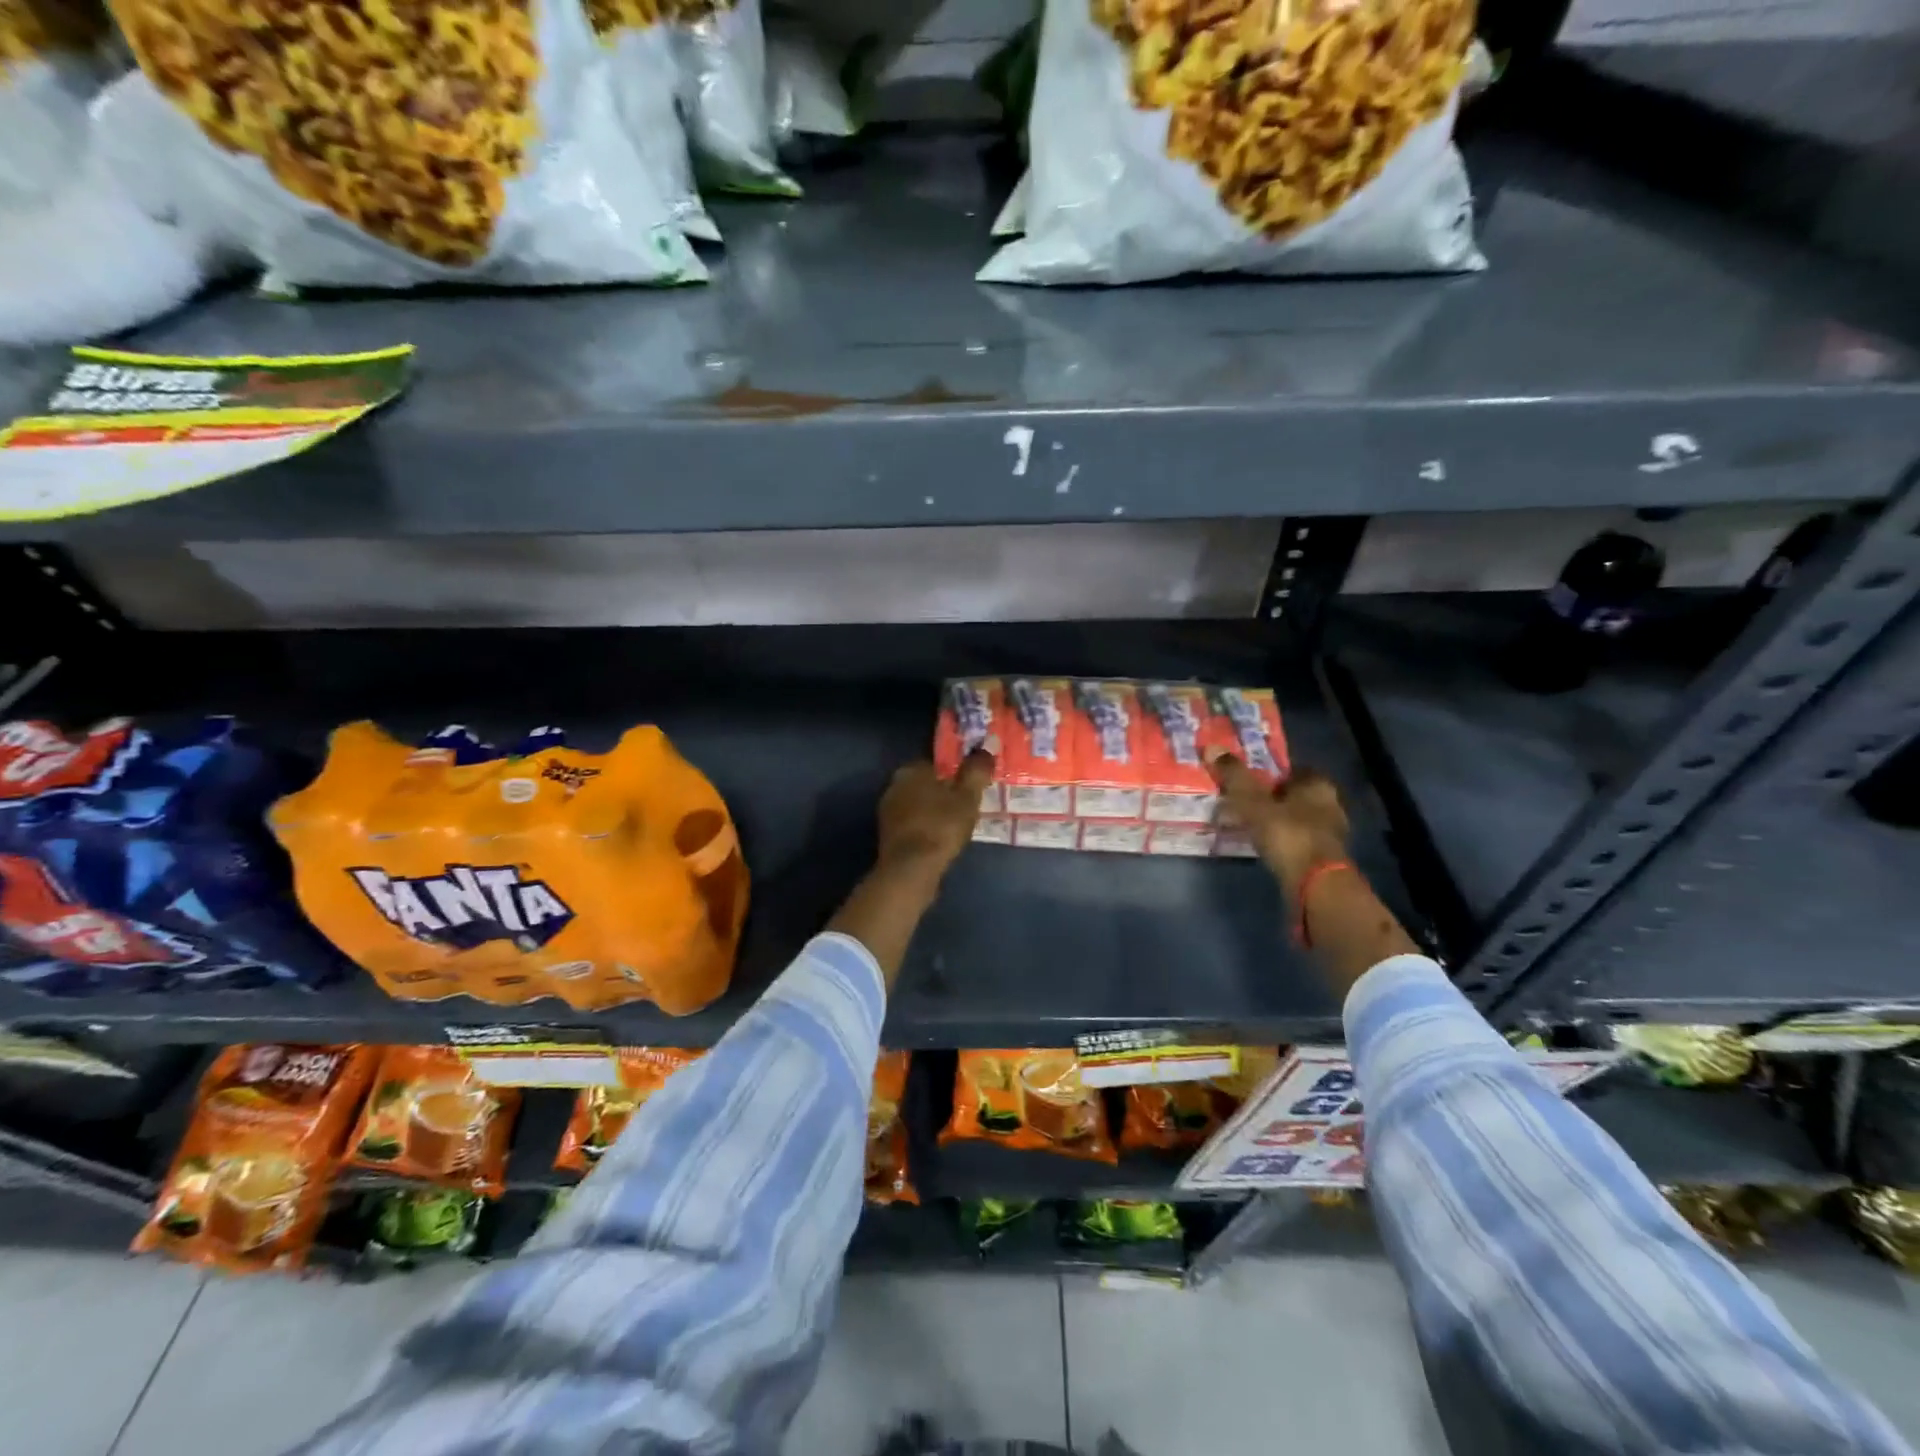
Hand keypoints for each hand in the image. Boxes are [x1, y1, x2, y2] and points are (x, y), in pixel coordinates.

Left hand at [875, 751, 994, 880]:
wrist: (910, 869)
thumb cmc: (941, 826)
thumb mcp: (968, 797)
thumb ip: (976, 771)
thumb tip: (985, 750)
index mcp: (912, 769)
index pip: (937, 761)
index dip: (957, 770)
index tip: (971, 783)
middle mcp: (894, 784)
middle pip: (927, 782)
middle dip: (944, 790)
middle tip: (967, 803)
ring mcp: (888, 810)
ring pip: (918, 803)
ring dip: (934, 809)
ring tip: (956, 822)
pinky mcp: (887, 833)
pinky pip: (913, 822)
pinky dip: (925, 826)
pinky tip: (940, 837)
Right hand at [1209, 755, 1350, 890]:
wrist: (1315, 886)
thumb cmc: (1288, 834)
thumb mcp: (1254, 803)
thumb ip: (1235, 777)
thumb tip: (1212, 747)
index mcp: (1318, 785)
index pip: (1294, 769)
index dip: (1271, 772)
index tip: (1249, 779)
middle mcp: (1330, 805)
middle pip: (1295, 795)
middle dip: (1272, 797)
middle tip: (1244, 801)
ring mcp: (1329, 834)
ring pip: (1296, 818)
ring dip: (1276, 820)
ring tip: (1247, 824)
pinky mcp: (1323, 858)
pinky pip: (1296, 840)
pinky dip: (1280, 839)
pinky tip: (1262, 844)